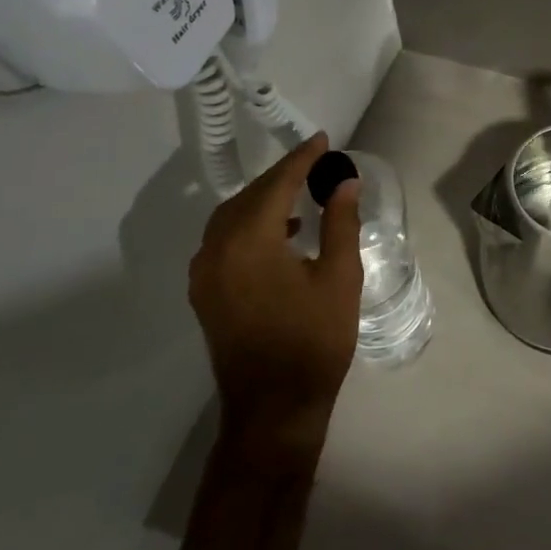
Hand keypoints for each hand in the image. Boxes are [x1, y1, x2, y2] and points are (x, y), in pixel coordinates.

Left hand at [190, 133, 362, 460]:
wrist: (274, 409)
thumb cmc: (314, 340)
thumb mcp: (340, 277)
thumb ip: (341, 222)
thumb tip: (344, 182)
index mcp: (249, 242)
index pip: (277, 184)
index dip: (302, 159)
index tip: (323, 140)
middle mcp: (217, 250)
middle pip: (250, 196)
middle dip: (282, 176)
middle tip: (315, 163)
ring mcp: (205, 273)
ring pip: (232, 216)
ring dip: (264, 199)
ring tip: (300, 193)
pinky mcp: (205, 293)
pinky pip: (224, 240)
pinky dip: (250, 224)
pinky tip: (281, 233)